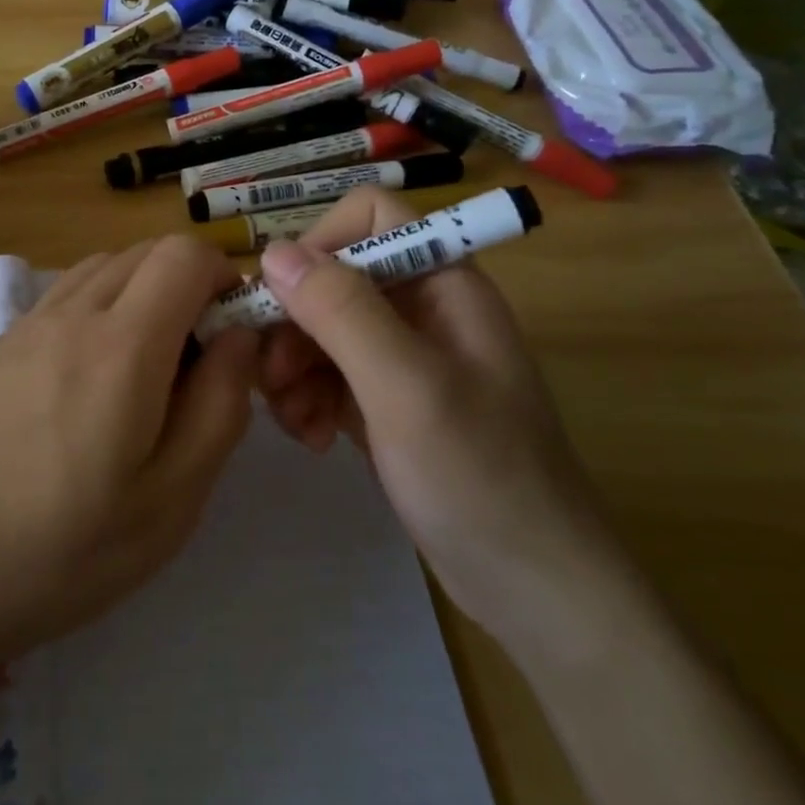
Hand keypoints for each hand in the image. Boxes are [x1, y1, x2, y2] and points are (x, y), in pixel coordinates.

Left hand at [0, 236, 259, 708]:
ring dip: (142, 293)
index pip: (184, 254)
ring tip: (147, 370)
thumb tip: (238, 337)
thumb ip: (220, 405)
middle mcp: (71, 313)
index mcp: (122, 344)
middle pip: (145, 253)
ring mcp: (26, 325)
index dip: (224, 277)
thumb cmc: (64, 549)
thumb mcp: (172, 498)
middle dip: (188, 285)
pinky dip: (100, 307)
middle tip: (197, 361)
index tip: (234, 333)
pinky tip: (92, 380)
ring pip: (103, 268)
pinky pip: (65, 296)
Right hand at [254, 189, 625, 647]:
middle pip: (333, 278)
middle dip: (294, 323)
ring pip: (322, 328)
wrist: (534, 587)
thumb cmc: (479, 477)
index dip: (320, 244)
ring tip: (293, 422)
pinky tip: (313, 439)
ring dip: (294, 368)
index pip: (370, 217)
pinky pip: (329, 375)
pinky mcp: (387, 402)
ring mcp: (404, 358)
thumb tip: (273, 250)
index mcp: (443, 282)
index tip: (280, 299)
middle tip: (271, 380)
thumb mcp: (406, 387)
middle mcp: (422, 308)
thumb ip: (342, 311)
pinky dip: (310, 399)